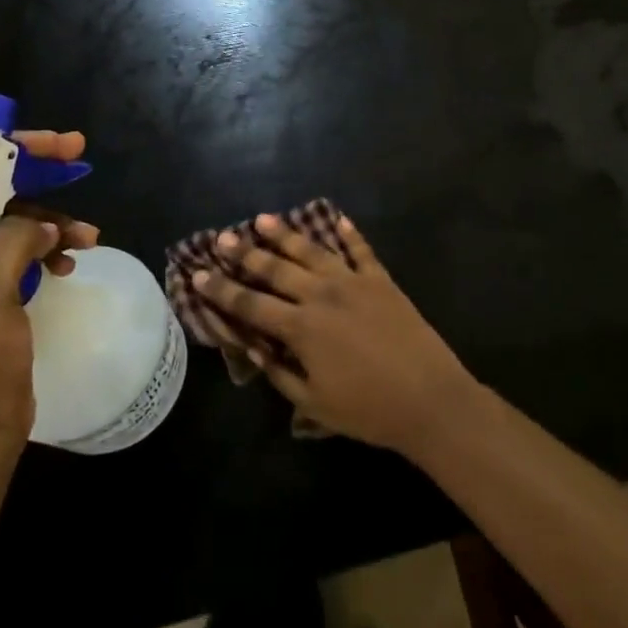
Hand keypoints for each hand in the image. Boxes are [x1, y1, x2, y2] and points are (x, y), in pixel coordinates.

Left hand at [0, 132, 99, 463]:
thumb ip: (9, 242)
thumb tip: (39, 225)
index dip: (4, 150)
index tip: (54, 146)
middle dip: (35, 176)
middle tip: (80, 161)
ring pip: (5, 222)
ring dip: (48, 219)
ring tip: (88, 236)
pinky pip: (15, 254)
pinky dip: (45, 249)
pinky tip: (71, 261)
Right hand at [190, 214, 476, 452]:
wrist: (429, 399)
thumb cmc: (368, 410)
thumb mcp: (314, 403)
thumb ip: (280, 372)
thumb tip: (252, 348)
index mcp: (302, 328)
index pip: (251, 305)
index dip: (222, 291)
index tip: (199, 274)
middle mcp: (322, 295)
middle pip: (276, 269)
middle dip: (246, 253)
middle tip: (223, 237)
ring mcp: (354, 282)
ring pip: (313, 250)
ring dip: (286, 234)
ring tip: (263, 218)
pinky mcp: (382, 280)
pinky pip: (361, 250)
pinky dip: (349, 233)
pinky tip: (337, 218)